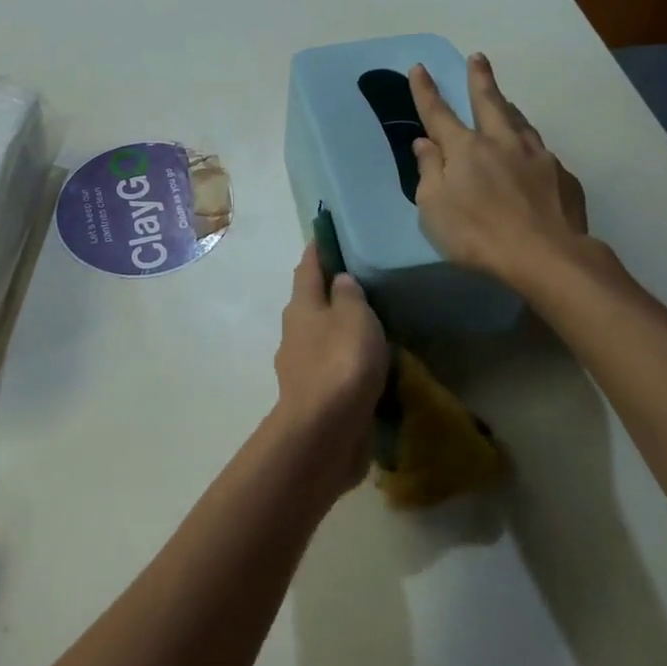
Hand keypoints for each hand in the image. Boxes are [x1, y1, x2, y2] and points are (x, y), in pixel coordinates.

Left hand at [271, 241, 388, 492]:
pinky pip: (333, 367)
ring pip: (321, 336)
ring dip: (339, 328)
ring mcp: (302, 366)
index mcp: (301, 306)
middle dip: (330, 290)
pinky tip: (368, 364)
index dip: (318, 249)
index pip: (307, 267)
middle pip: (311, 302)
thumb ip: (349, 295)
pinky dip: (347, 360)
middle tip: (362, 280)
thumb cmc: (341, 363)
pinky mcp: (315, 395)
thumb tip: (339, 279)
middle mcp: (295, 332)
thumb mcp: (353, 318)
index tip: (328, 233)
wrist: (324, 432)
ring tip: (372, 323)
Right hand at [409, 54, 591, 296]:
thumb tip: (425, 144)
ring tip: (505, 100)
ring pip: (520, 122)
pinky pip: (541, 152)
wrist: (545, 256)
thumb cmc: (477, 234)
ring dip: (508, 107)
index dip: (426, 91)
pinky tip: (530, 155)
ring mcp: (537, 156)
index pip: (439, 113)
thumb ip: (429, 172)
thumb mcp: (434, 208)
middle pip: (489, 102)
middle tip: (478, 58)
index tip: (419, 68)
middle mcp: (502, 142)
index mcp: (466, 149)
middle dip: (480, 79)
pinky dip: (529, 145)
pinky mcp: (562, 176)